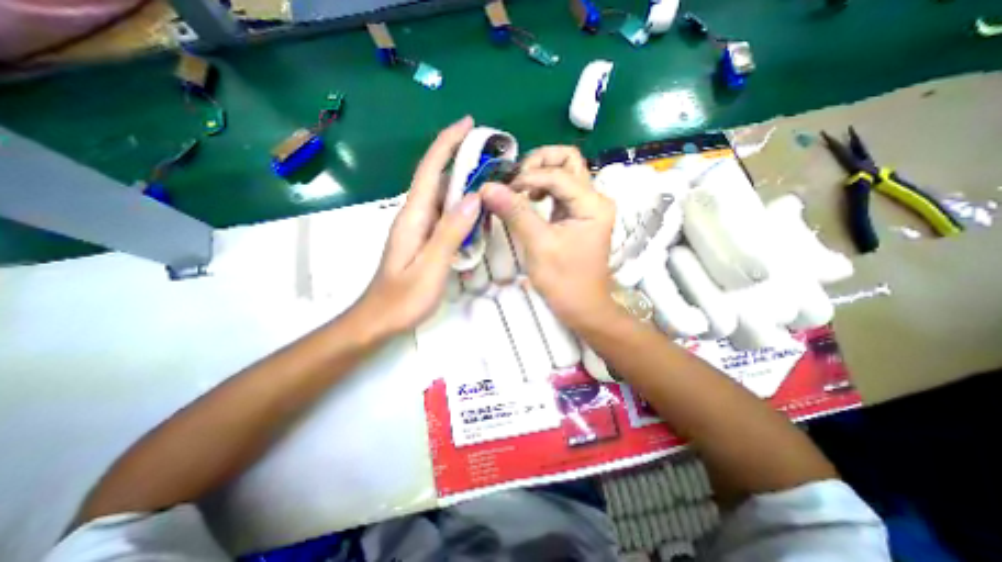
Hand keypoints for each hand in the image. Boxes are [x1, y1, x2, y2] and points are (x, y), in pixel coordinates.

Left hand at [349, 117, 477, 340]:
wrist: (379, 320)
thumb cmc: (403, 298)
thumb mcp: (431, 266)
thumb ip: (450, 232)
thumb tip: (473, 198)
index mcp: (413, 217)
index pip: (430, 170)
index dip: (447, 144)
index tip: (468, 123)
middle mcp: (414, 216)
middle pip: (437, 178)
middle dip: (461, 160)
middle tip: (492, 156)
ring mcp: (418, 228)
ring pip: (443, 197)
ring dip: (464, 184)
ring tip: (491, 180)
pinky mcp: (424, 240)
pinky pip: (445, 215)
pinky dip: (462, 207)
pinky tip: (478, 213)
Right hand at [479, 145, 614, 329]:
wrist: (583, 307)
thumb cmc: (565, 281)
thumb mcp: (539, 245)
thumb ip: (516, 213)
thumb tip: (487, 187)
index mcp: (593, 203)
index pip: (558, 174)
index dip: (528, 177)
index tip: (503, 191)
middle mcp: (594, 198)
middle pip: (568, 160)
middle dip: (539, 163)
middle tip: (517, 182)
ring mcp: (587, 205)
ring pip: (564, 172)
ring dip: (539, 174)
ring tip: (520, 191)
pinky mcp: (577, 214)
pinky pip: (559, 190)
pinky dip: (541, 188)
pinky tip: (529, 200)